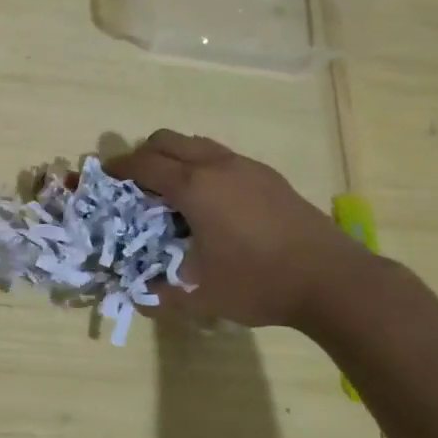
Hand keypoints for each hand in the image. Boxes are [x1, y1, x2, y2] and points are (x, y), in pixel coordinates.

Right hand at [105, 130, 376, 328]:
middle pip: (167, 140)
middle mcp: (217, 166)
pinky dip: (203, 166)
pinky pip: (222, 157)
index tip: (104, 176)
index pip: (144, 164)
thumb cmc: (258, 283)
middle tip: (135, 183)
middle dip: (144, 155)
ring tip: (171, 191)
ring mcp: (246, 167)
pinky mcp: (269, 176)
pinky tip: (211, 202)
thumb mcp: (201, 296)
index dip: (119, 167)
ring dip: (176, 158)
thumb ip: (161, 296)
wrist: (333, 280)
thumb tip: (137, 297)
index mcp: (194, 188)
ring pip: (197, 144)